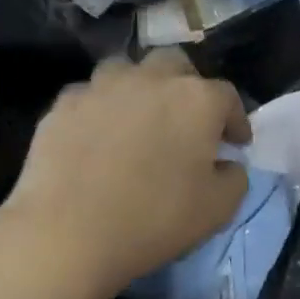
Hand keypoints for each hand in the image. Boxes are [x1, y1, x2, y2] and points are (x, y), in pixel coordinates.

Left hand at [0, 51, 251, 298]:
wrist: (67, 234)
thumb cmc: (154, 219)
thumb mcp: (219, 208)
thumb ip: (235, 177)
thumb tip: (226, 163)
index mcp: (197, 100)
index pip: (228, 97)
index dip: (235, 120)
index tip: (235, 143)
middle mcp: (152, 80)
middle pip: (176, 64)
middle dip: (187, 86)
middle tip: (186, 120)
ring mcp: (103, 87)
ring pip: (128, 69)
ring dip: (140, 87)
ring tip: (138, 118)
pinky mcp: (63, 104)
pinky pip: (89, 95)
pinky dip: (100, 108)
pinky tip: (97, 135)